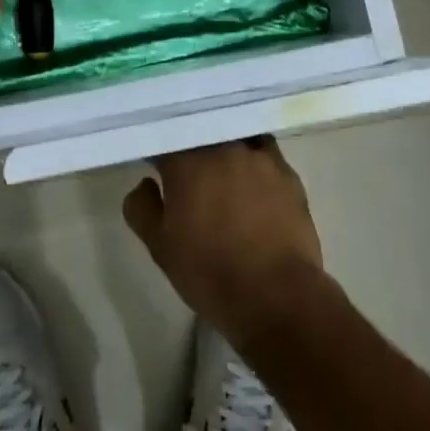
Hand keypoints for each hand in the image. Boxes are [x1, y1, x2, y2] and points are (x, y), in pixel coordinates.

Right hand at [123, 138, 324, 352]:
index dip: (158, 150)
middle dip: (192, 147)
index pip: (165, 139)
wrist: (277, 296)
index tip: (156, 164)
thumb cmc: (210, 272)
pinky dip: (254, 160)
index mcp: (186, 162)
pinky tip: (254, 180)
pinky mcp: (287, 172)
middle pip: (202, 134)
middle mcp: (222, 147)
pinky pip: (264, 153)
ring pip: (235, 138)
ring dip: (225, 149)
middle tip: (189, 170)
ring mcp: (258, 156)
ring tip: (224, 172)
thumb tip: (146, 183)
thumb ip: (142, 208)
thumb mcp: (160, 248)